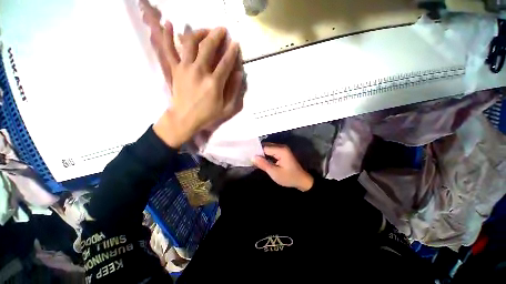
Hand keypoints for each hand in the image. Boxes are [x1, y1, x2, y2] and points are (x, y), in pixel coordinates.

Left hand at [140, 0, 243, 147]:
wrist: (184, 119)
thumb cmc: (207, 115)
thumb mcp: (227, 109)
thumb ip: (234, 91)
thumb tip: (238, 74)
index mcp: (214, 83)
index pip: (226, 62)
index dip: (232, 51)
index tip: (235, 43)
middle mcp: (199, 71)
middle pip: (208, 47)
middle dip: (217, 35)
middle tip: (222, 30)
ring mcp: (185, 68)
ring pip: (190, 43)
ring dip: (199, 32)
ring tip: (206, 30)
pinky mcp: (175, 69)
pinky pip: (169, 49)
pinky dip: (168, 36)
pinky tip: (170, 24)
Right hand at [252, 143, 313, 190]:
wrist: (301, 180)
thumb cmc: (289, 177)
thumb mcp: (274, 173)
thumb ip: (263, 164)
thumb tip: (252, 157)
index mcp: (281, 150)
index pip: (264, 147)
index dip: (256, 152)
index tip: (248, 156)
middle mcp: (281, 147)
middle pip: (266, 146)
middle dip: (258, 152)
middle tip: (249, 158)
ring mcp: (282, 149)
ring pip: (268, 148)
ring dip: (261, 154)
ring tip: (253, 159)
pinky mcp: (282, 152)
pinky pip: (271, 151)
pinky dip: (266, 155)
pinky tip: (260, 160)